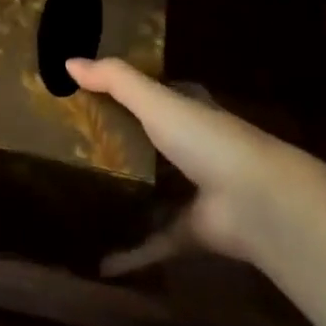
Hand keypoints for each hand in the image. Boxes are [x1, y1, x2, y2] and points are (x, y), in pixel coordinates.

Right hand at [65, 57, 293, 272]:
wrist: (258, 202)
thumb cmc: (207, 140)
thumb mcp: (156, 101)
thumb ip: (115, 80)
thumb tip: (68, 61)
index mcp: (188, 113)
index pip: (157, 97)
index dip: (128, 94)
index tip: (88, 96)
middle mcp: (193, 150)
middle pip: (149, 146)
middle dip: (118, 148)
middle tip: (70, 151)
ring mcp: (194, 193)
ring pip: (152, 194)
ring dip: (124, 200)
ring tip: (77, 201)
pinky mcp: (191, 232)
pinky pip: (155, 243)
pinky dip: (131, 254)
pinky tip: (99, 265)